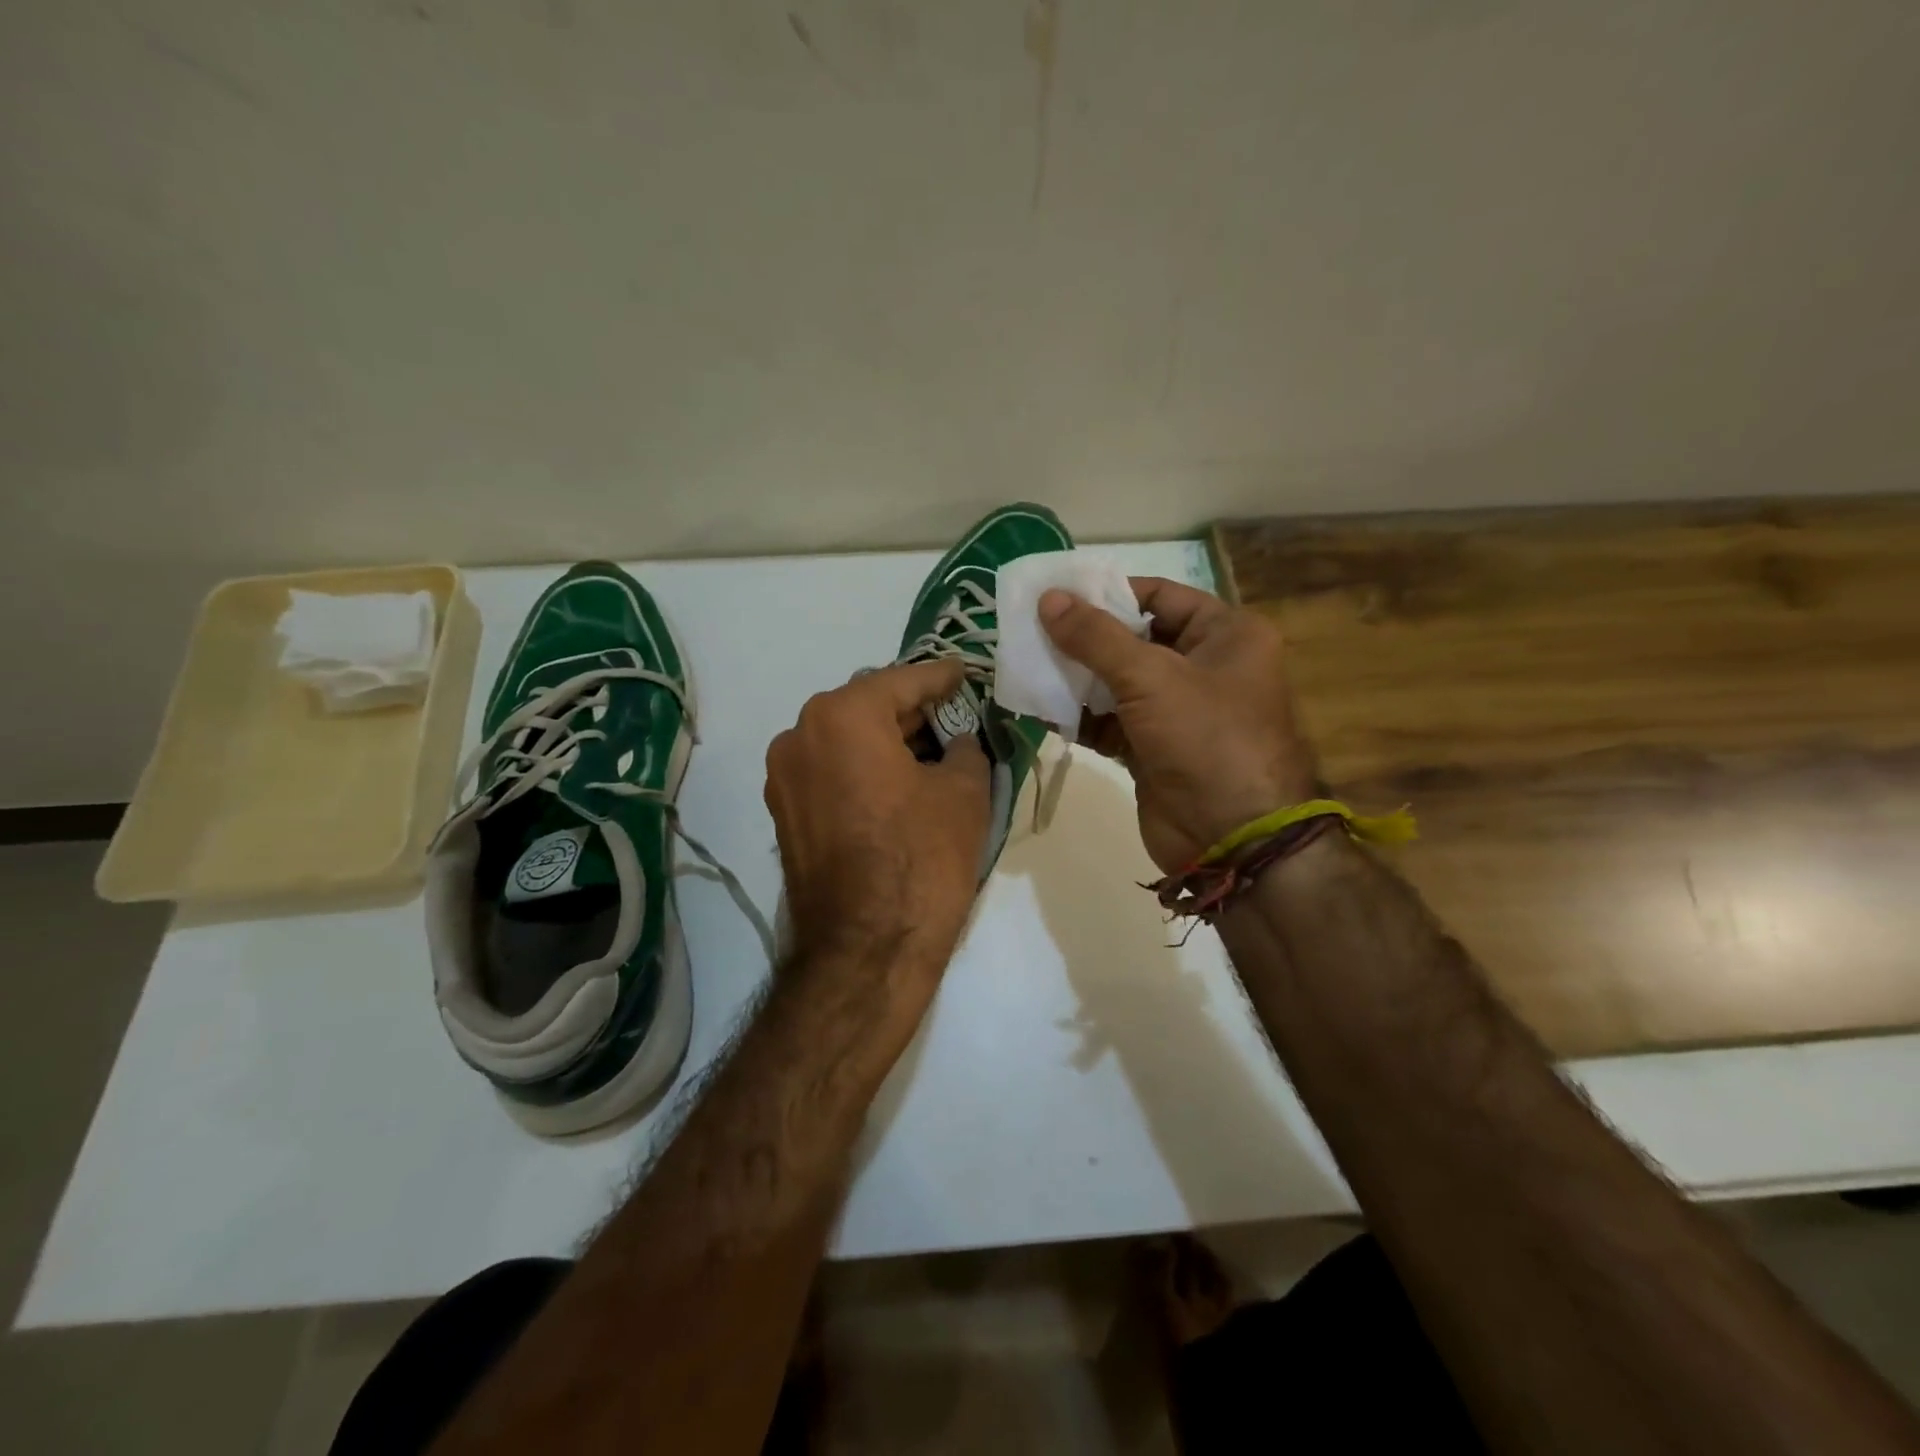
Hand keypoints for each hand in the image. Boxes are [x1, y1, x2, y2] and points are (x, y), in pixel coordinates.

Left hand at [765, 660, 989, 992]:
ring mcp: (784, 777)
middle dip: (912, 710)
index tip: (965, 673)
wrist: (865, 952)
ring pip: (845, 740)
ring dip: (886, 741)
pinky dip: (863, 768)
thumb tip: (957, 742)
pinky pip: (830, 772)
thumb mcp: (964, 793)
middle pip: (867, 707)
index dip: (941, 677)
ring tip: (930, 752)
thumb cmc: (921, 860)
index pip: (902, 681)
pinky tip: (898, 784)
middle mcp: (800, 734)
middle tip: (955, 715)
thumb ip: (965, 749)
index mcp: (842, 716)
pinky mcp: (784, 814)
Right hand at [1040, 578, 1317, 873]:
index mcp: (1226, 635)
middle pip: (1133, 639)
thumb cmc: (1205, 738)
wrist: (1231, 838)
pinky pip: (1109, 722)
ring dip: (1075, 678)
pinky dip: (1079, 717)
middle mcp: (1204, 667)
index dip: (1108, 593)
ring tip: (1025, 664)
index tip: (1056, 595)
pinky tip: (1039, 708)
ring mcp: (1177, 711)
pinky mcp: (1152, 749)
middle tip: (1029, 629)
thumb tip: (1047, 598)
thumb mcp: (1151, 677)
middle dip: (1083, 638)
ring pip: (1117, 682)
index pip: (1159, 596)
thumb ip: (1095, 637)